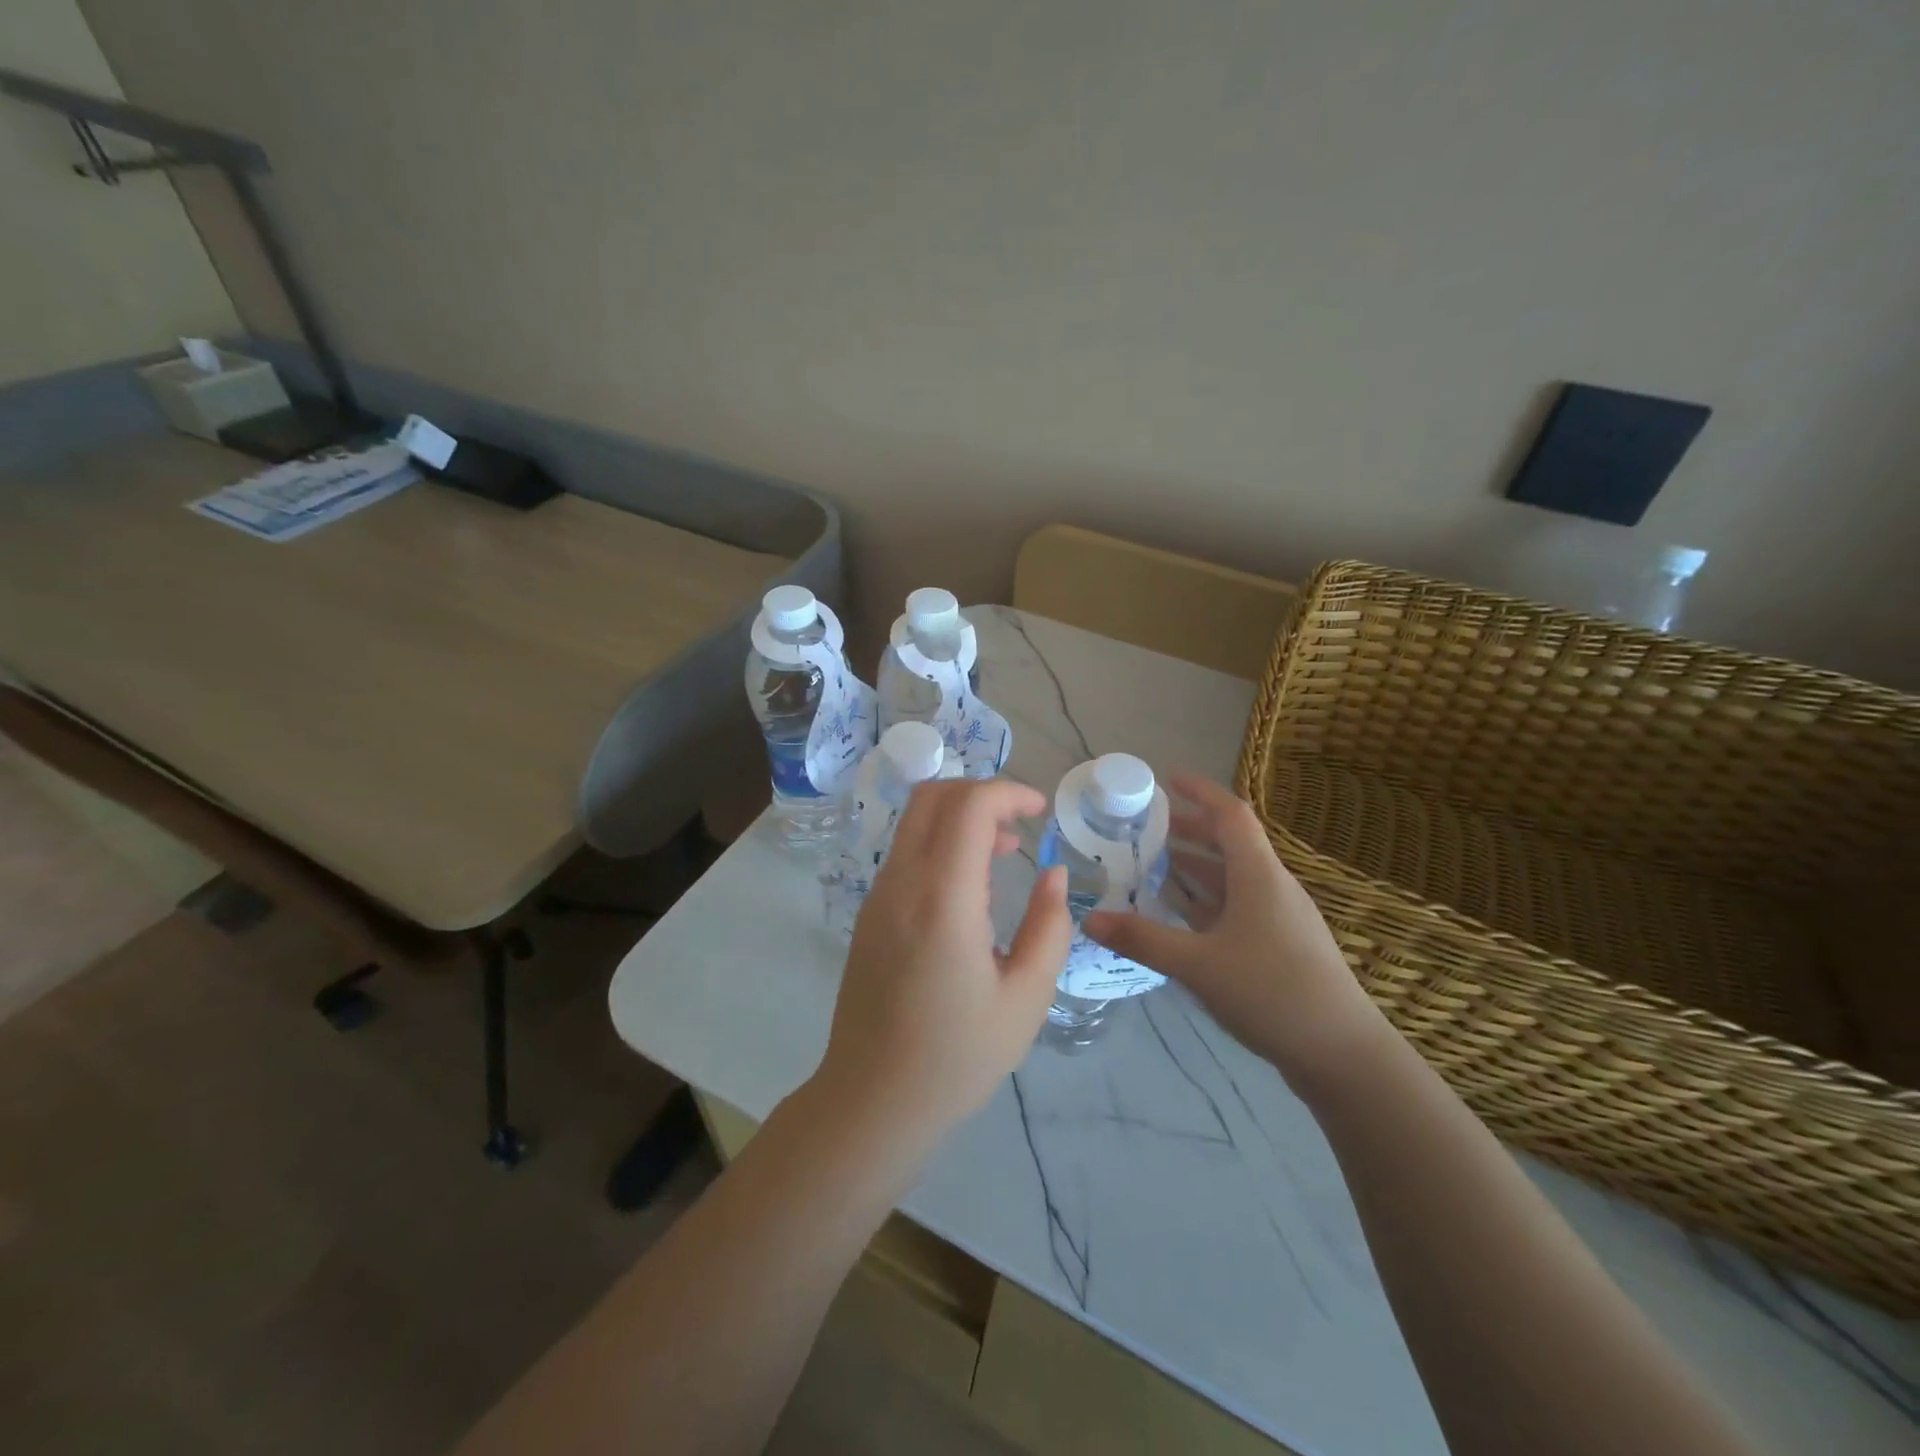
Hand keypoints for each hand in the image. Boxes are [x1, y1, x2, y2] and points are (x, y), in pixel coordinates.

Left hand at [812, 779, 1070, 1151]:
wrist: (873, 1099)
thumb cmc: (957, 1056)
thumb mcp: (1026, 998)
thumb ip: (1048, 926)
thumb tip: (1052, 873)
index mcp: (943, 898)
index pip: (968, 806)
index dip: (1008, 792)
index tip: (1040, 811)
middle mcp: (902, 882)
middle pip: (933, 796)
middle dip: (981, 793)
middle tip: (1019, 825)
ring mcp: (878, 895)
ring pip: (914, 821)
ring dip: (959, 817)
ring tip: (1002, 854)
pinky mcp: (869, 912)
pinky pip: (904, 852)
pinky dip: (939, 842)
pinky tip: (967, 886)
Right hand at [1084, 773, 1388, 1088]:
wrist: (1343, 1055)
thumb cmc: (1273, 992)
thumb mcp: (1199, 964)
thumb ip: (1143, 939)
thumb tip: (1089, 919)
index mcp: (1259, 875)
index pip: (1230, 815)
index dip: (1199, 791)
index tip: (1165, 779)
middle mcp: (1271, 887)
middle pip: (1227, 844)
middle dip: (1187, 830)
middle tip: (1142, 828)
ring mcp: (1277, 918)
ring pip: (1230, 878)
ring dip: (1193, 867)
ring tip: (1150, 865)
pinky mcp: (1278, 946)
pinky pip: (1234, 907)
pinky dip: (1204, 901)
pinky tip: (1177, 916)